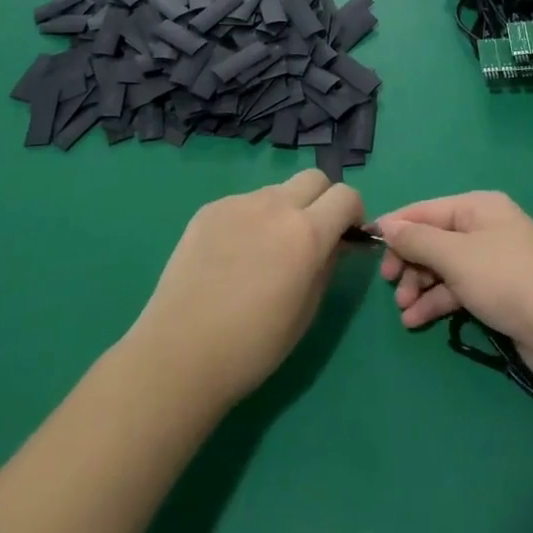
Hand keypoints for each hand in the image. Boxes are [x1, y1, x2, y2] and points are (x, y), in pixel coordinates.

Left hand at [132, 169, 363, 406]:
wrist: (179, 354)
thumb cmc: (252, 346)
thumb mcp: (307, 310)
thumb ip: (328, 264)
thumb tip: (337, 242)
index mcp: (306, 233)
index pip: (346, 195)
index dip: (354, 212)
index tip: (347, 235)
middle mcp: (275, 205)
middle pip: (315, 178)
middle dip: (323, 200)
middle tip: (312, 235)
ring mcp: (238, 203)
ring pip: (277, 191)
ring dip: (285, 210)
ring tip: (265, 251)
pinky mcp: (209, 209)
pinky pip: (244, 204)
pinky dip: (251, 220)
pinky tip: (232, 257)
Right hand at [376, 191, 532, 389]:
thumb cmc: (507, 279)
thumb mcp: (456, 256)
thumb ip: (417, 240)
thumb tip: (386, 225)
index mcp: (477, 207)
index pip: (425, 210)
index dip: (396, 227)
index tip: (369, 247)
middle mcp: (484, 228)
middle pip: (434, 239)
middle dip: (410, 262)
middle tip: (392, 286)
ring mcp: (493, 261)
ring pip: (444, 267)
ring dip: (420, 286)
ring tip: (405, 311)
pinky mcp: (498, 292)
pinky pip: (458, 289)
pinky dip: (437, 302)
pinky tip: (416, 321)